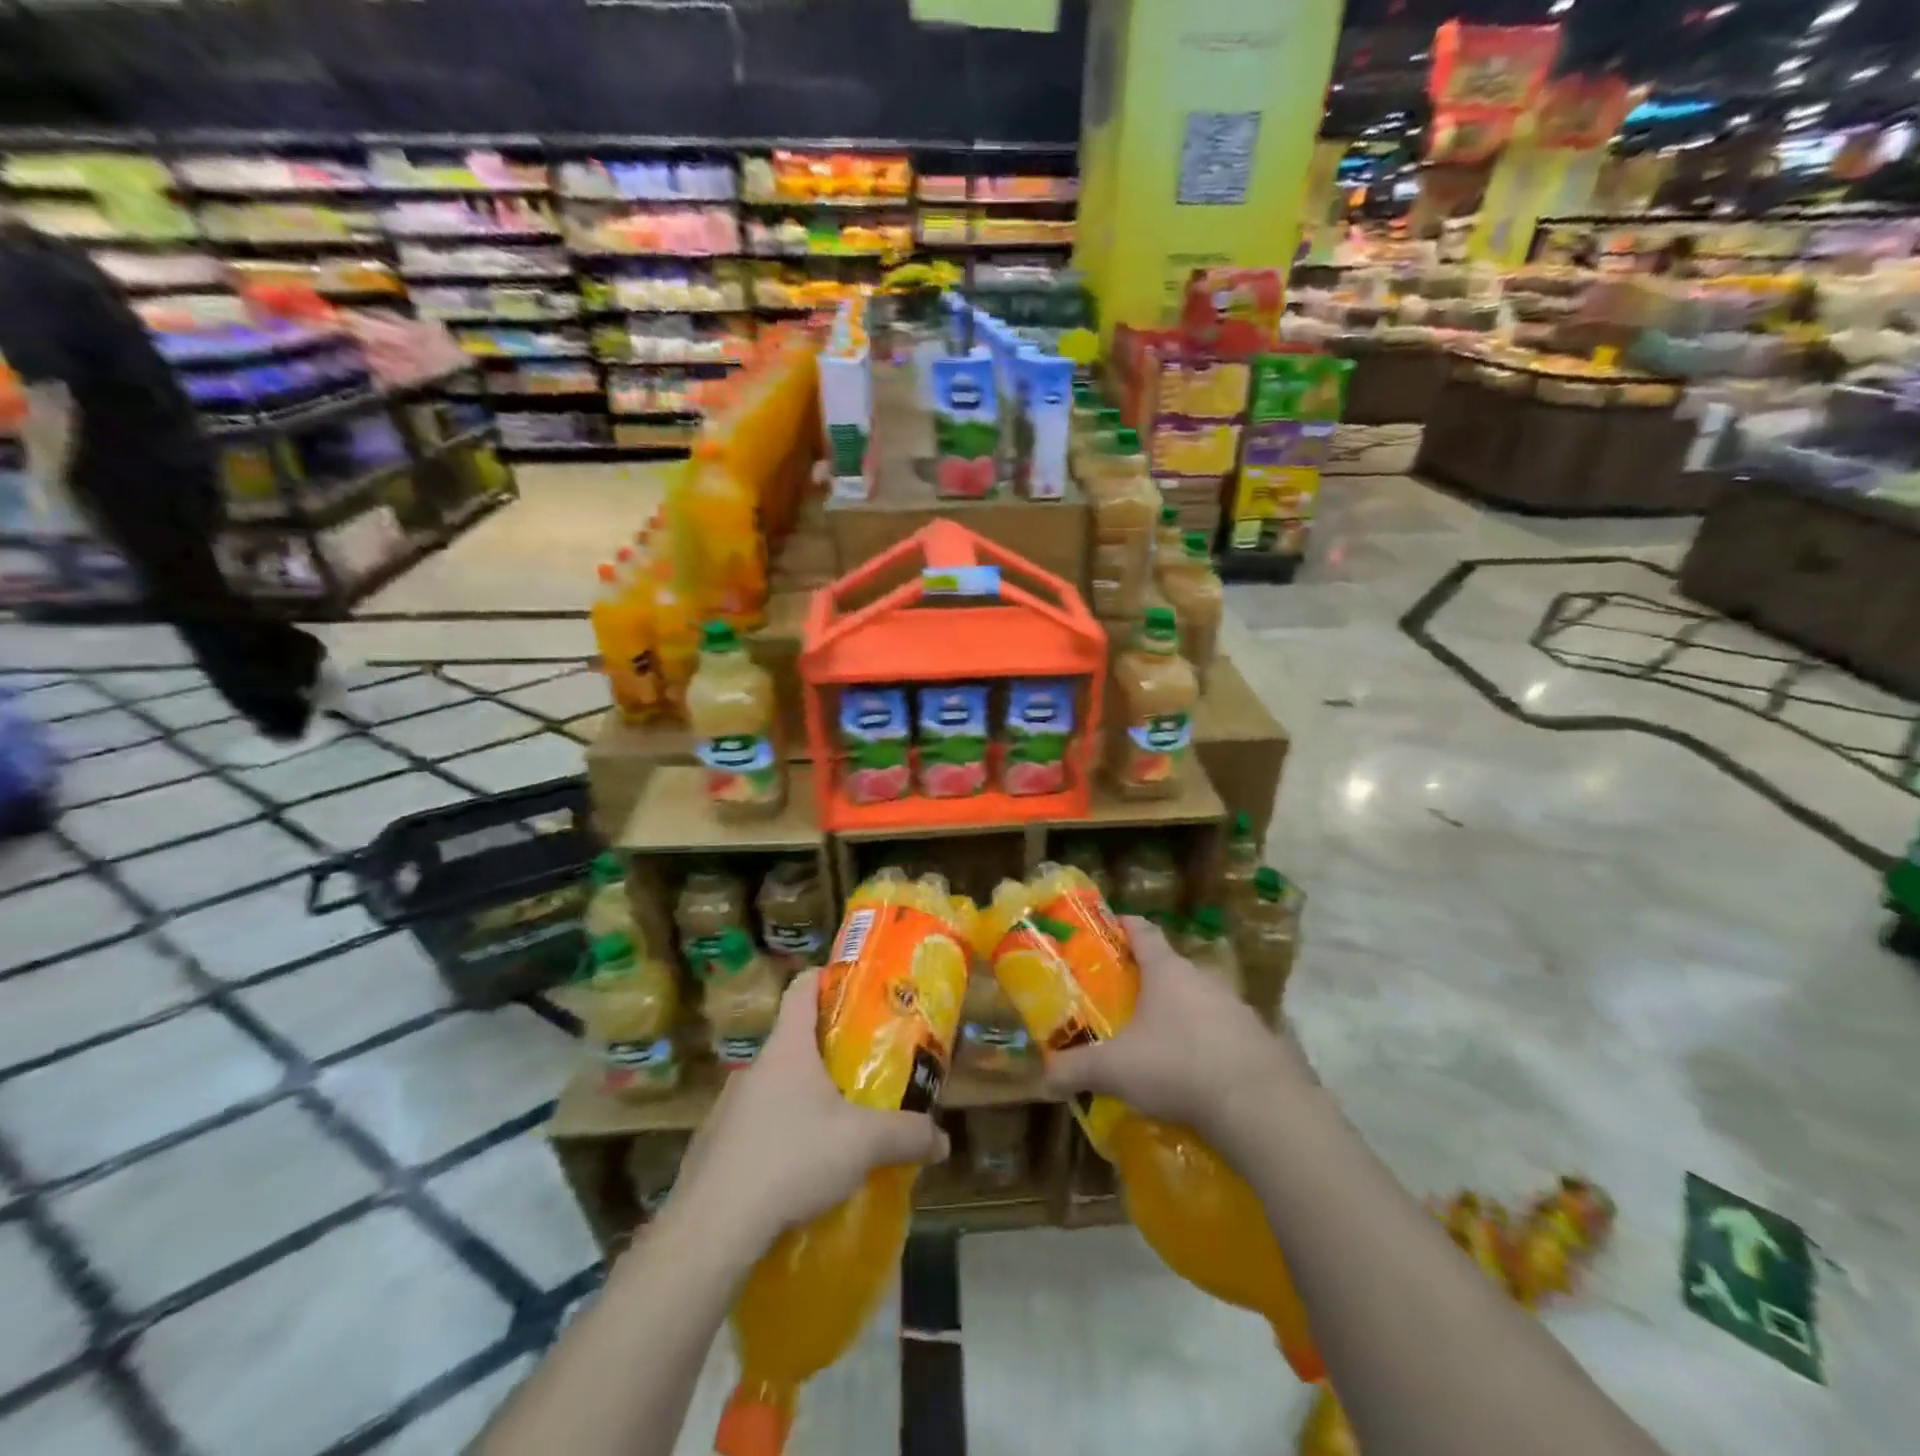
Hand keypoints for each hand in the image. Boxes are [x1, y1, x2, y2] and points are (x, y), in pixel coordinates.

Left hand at [665, 970, 949, 1257]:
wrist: (711, 1228)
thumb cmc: (792, 1159)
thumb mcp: (863, 1144)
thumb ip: (907, 1136)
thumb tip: (943, 1141)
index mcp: (787, 1049)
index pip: (802, 988)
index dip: (826, 978)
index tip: (852, 987)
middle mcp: (753, 1069)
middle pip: (792, 1043)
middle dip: (826, 1054)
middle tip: (860, 1072)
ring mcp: (727, 1109)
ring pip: (772, 1090)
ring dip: (801, 1101)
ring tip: (832, 1130)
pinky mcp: (712, 1150)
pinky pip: (752, 1132)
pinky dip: (776, 1141)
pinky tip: (795, 1175)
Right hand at [1041, 917, 1314, 1149]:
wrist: (1260, 1106)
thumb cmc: (1178, 1066)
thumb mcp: (1116, 1070)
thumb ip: (1076, 1070)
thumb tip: (1042, 1081)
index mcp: (1167, 971)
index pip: (1143, 931)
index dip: (1125, 925)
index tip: (1109, 927)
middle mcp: (1204, 979)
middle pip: (1171, 968)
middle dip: (1148, 979)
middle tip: (1124, 999)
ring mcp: (1238, 1008)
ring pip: (1200, 1000)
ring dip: (1180, 1014)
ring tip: (1158, 1041)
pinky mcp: (1260, 1041)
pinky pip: (1225, 1033)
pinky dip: (1208, 1044)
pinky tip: (1196, 1073)